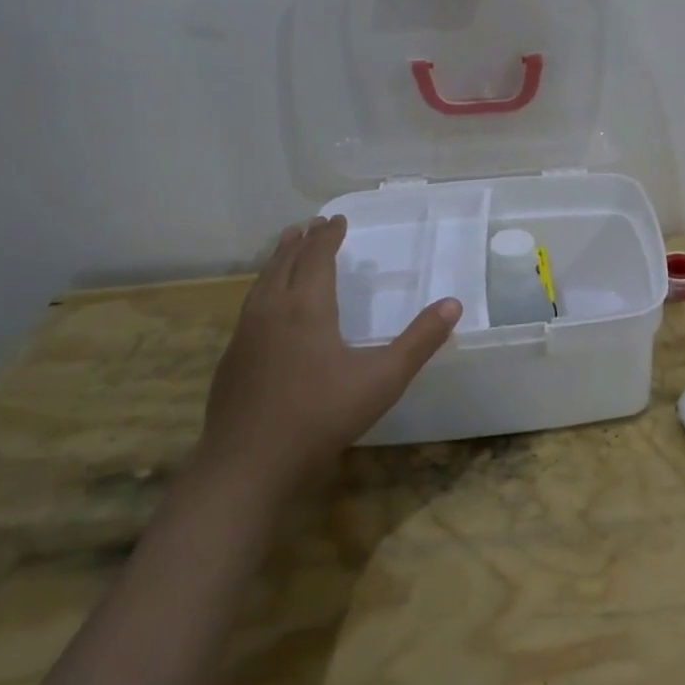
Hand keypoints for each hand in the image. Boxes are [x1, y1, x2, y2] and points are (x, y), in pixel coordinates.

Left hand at [196, 215, 460, 496]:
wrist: (248, 465)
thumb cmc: (322, 415)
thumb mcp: (384, 378)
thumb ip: (420, 340)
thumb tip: (453, 304)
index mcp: (306, 307)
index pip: (316, 257)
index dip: (328, 236)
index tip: (338, 219)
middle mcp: (271, 311)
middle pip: (284, 263)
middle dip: (300, 241)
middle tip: (311, 224)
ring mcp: (245, 335)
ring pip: (261, 283)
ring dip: (277, 261)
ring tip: (286, 248)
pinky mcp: (231, 360)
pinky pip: (249, 307)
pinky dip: (263, 289)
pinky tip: (267, 306)